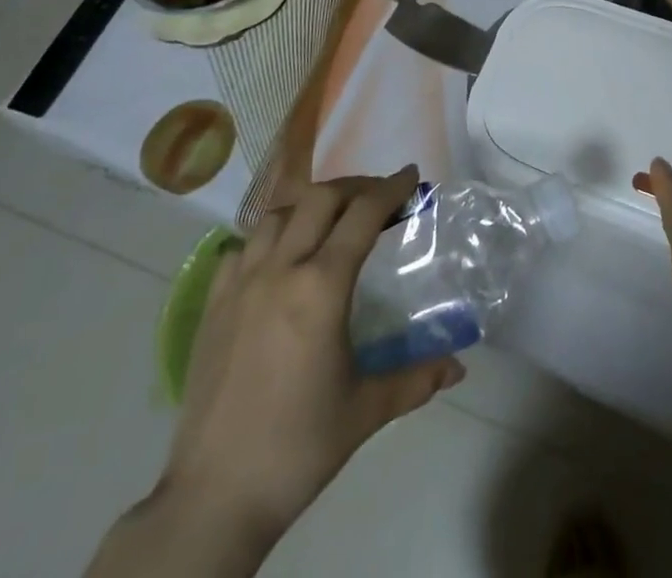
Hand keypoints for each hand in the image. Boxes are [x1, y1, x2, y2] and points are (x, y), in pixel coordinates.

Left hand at [157, 168, 464, 555]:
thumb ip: (416, 379)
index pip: (363, 214)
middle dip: (354, 188)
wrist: (214, 497)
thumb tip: (458, 367)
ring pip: (277, 215)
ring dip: (309, 206)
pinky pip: (242, 247)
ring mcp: (240, 284)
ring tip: (330, 222)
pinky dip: (268, 238)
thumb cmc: (298, 448)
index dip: (391, 188)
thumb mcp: (366, 411)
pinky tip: (279, 259)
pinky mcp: (213, 305)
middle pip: (319, 198)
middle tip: (378, 199)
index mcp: (321, 287)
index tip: (411, 175)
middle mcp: (280, 270)